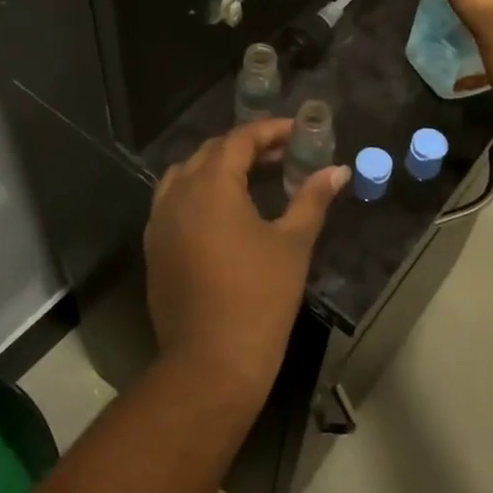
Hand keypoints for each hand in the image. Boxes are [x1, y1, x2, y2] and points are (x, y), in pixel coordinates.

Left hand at [144, 119, 349, 406]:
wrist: (211, 362)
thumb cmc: (259, 297)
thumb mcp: (293, 243)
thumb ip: (312, 198)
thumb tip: (337, 170)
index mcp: (211, 185)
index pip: (239, 139)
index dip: (270, 130)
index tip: (298, 132)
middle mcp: (178, 194)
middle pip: (210, 152)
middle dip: (246, 147)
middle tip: (282, 154)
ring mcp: (160, 221)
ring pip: (186, 175)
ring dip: (218, 167)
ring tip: (252, 177)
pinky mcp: (155, 247)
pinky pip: (174, 201)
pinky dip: (199, 192)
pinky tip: (224, 212)